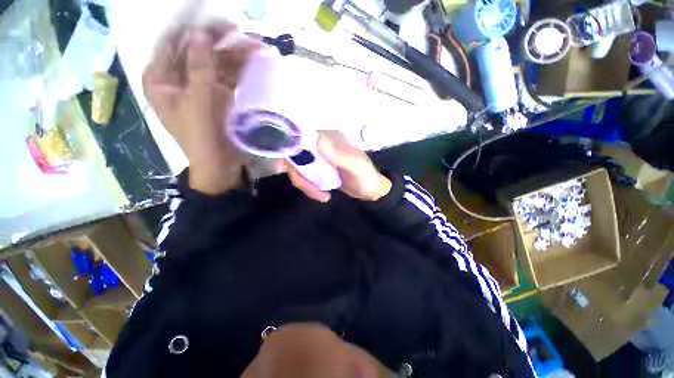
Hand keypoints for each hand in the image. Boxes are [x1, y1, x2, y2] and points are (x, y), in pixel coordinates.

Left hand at [143, 23, 258, 194]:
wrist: (220, 163)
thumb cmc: (201, 137)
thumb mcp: (196, 102)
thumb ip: (198, 68)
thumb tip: (200, 35)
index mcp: (160, 79)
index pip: (171, 43)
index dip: (189, 28)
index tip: (208, 16)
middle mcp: (179, 78)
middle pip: (197, 50)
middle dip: (218, 40)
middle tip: (238, 30)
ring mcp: (201, 87)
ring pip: (216, 62)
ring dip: (235, 54)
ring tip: (256, 46)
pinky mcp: (220, 96)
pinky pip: (229, 76)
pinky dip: (241, 69)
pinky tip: (254, 61)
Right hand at [283, 131, 391, 202]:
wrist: (370, 191)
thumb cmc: (366, 177)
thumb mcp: (357, 167)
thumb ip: (341, 155)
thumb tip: (318, 141)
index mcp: (330, 138)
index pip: (301, 137)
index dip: (288, 149)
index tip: (282, 167)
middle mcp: (320, 145)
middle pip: (295, 155)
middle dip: (299, 176)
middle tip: (311, 190)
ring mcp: (318, 158)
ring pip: (297, 168)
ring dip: (305, 185)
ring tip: (322, 196)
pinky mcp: (317, 170)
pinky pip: (304, 177)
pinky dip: (308, 188)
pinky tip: (322, 195)